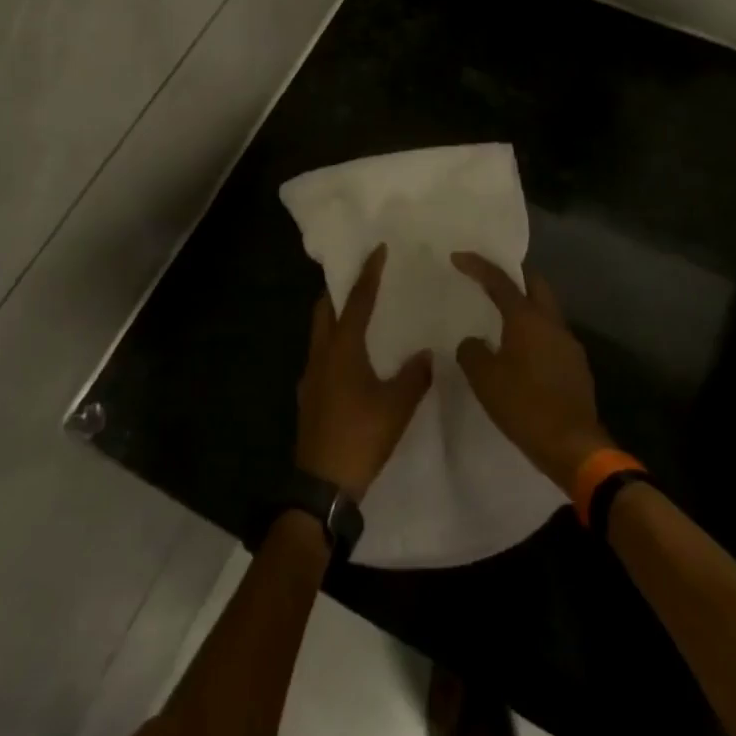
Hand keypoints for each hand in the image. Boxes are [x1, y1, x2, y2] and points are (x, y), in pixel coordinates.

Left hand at [295, 244, 432, 500]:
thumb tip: (427, 353)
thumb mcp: (397, 406)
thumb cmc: (361, 436)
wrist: (323, 485)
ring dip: (336, 317)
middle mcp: (321, 354)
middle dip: (340, 289)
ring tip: (360, 314)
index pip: (356, 301)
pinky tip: (353, 359)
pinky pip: (321, 355)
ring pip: (320, 332)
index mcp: (342, 349)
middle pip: (325, 309)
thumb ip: (414, 375)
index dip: (368, 274)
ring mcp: (311, 376)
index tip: (376, 250)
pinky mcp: (309, 396)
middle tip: (361, 278)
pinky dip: (335, 343)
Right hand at [452, 252, 611, 492]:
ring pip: (545, 310)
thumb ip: (472, 352)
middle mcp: (552, 323)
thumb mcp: (485, 379)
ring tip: (501, 318)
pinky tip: (521, 352)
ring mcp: (569, 344)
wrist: (573, 446)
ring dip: (525, 307)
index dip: (478, 265)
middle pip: (535, 284)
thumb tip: (474, 342)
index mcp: (528, 319)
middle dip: (514, 275)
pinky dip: (534, 333)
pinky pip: (551, 336)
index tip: (458, 257)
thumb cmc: (524, 406)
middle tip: (491, 278)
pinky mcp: (576, 366)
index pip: (500, 280)